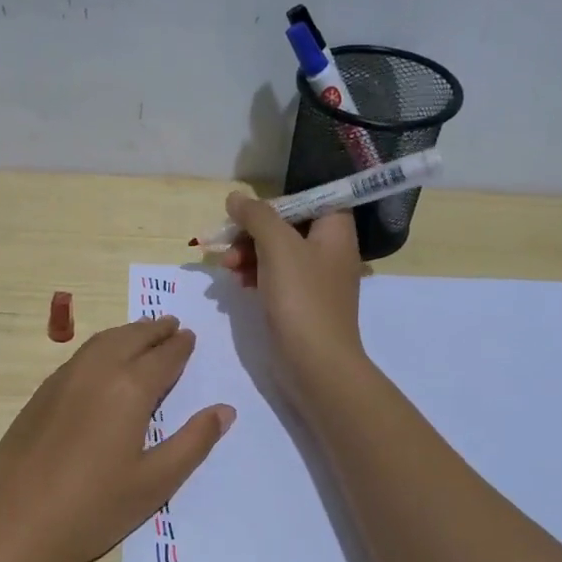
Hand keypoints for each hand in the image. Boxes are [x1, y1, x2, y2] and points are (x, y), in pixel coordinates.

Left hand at [0, 316, 234, 561]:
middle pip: (130, 338)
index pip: (162, 357)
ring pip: (101, 342)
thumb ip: (192, 442)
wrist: (13, 524)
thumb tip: (225, 410)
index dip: (179, 346)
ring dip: (126, 333)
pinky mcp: (40, 395)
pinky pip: (79, 356)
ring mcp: (62, 380)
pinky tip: (103, 362)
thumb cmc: (93, 508)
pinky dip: (101, 347)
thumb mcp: (155, 483)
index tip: (190, 336)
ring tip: (142, 333)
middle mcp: (95, 372)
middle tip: (172, 324)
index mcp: (128, 389)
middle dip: (154, 329)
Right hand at [220, 197, 368, 397]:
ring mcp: (315, 279)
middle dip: (252, 233)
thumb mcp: (278, 246)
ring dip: (247, 255)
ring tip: (226, 269)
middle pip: (286, 226)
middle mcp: (329, 250)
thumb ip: (257, 216)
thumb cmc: (302, 298)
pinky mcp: (301, 303)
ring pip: (276, 253)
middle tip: (227, 246)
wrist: (315, 363)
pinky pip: (275, 277)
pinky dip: (254, 276)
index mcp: (335, 230)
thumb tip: (235, 197)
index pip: (307, 199)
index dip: (275, 204)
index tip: (247, 216)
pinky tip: (237, 284)